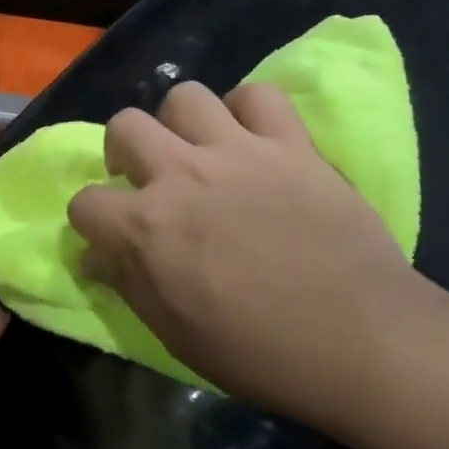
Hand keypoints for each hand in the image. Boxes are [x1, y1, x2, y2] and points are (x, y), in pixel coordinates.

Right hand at [67, 81, 442, 433]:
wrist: (363, 341)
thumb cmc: (260, 352)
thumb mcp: (174, 333)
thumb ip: (128, 283)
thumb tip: (96, 257)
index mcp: (147, 226)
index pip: (84, 202)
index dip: (92, 221)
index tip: (110, 237)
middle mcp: (182, 175)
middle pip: (124, 125)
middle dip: (124, 152)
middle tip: (149, 179)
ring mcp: (238, 152)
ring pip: (184, 97)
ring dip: (181, 124)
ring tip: (199, 152)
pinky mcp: (290, 144)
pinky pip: (258, 96)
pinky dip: (248, 112)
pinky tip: (253, 140)